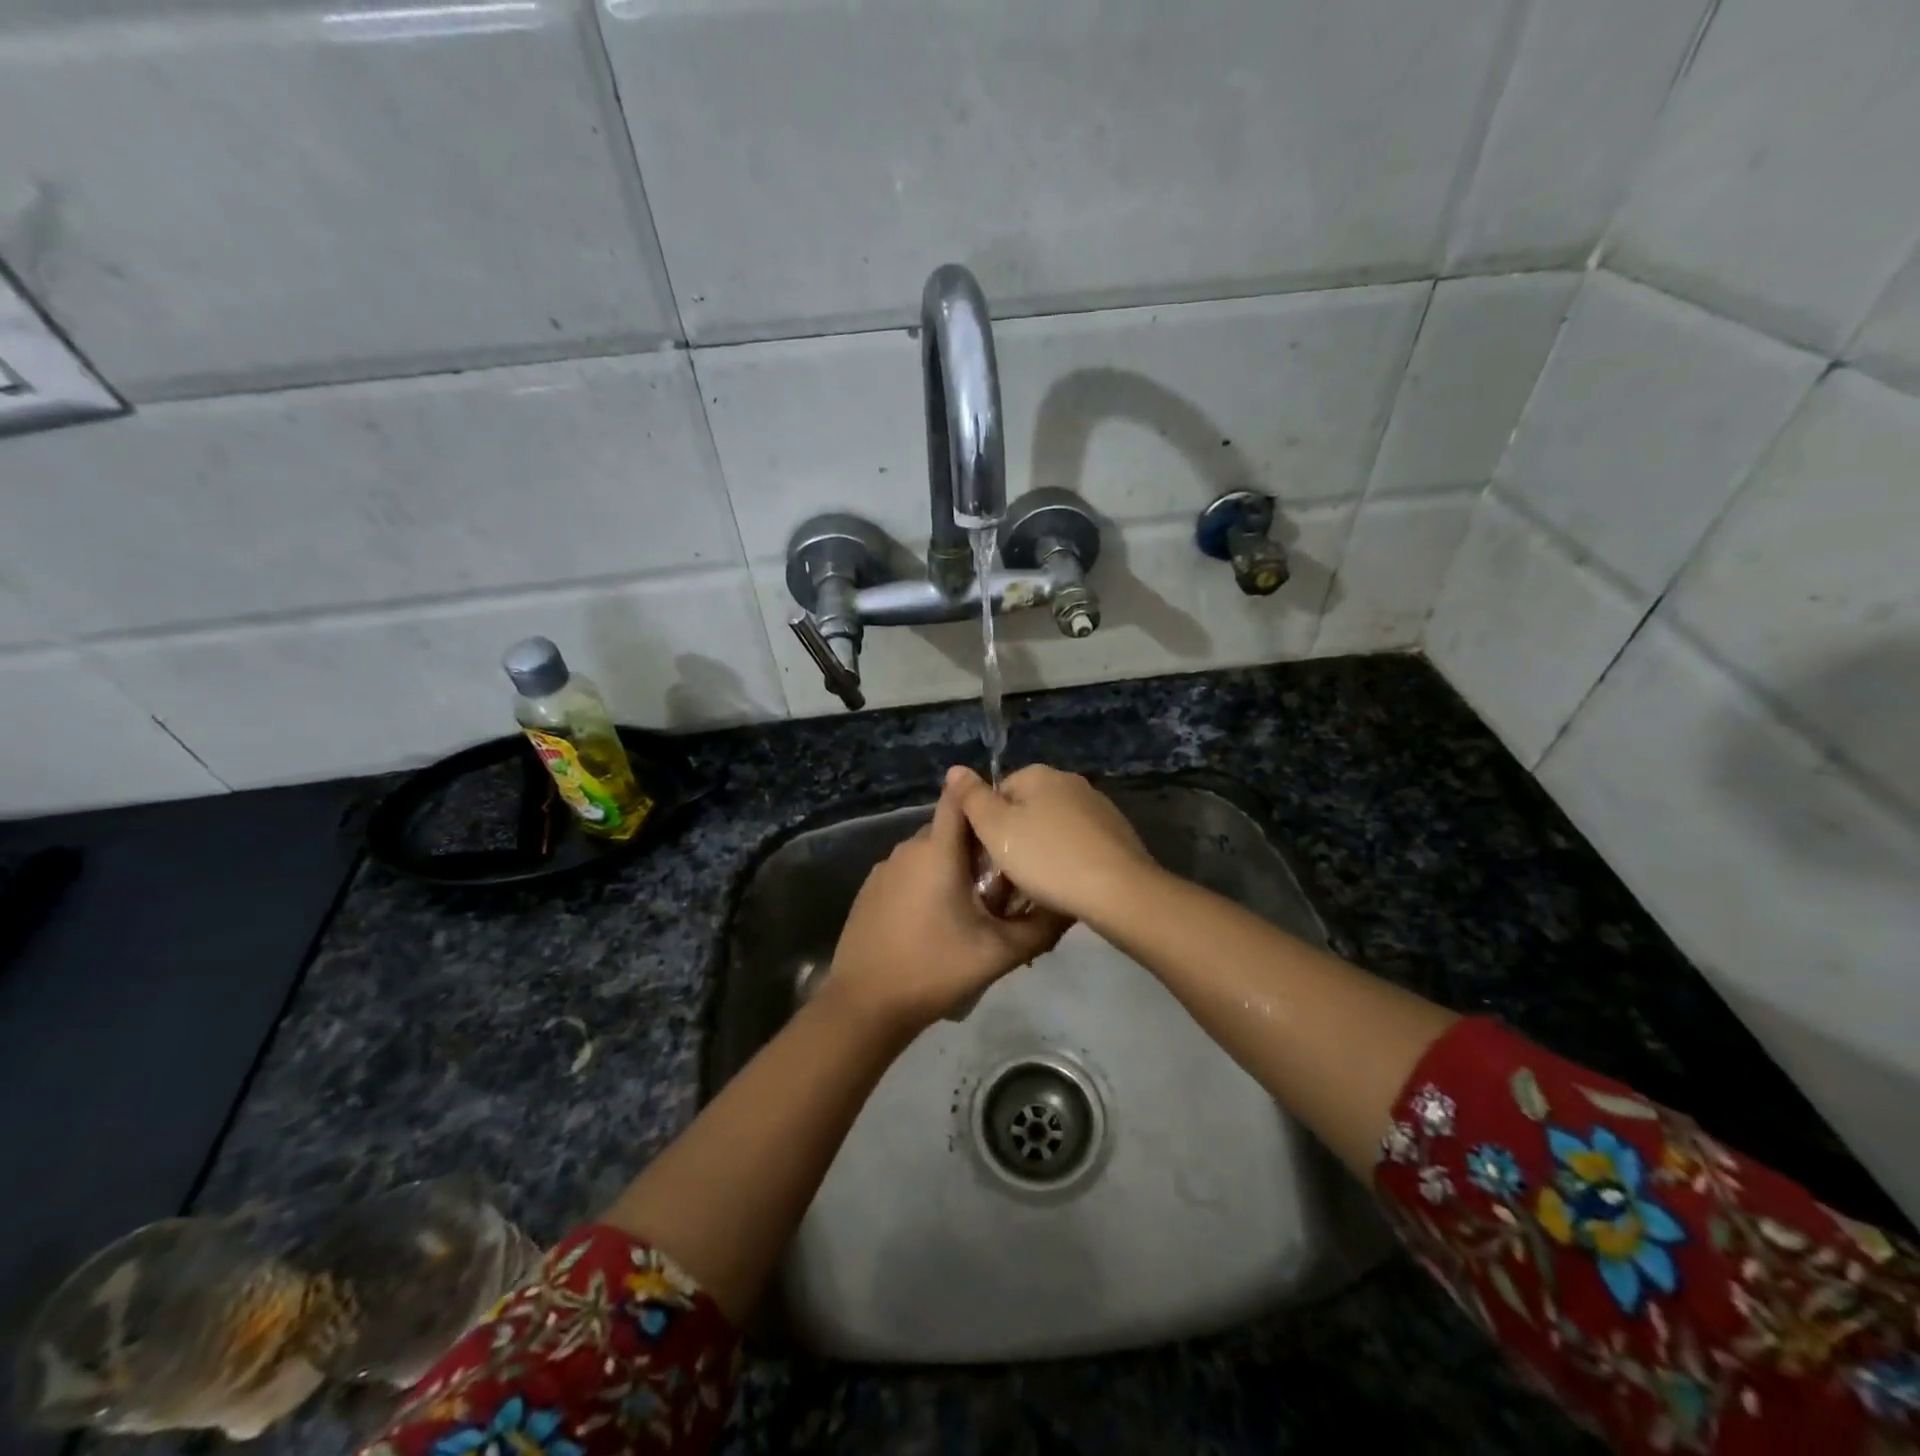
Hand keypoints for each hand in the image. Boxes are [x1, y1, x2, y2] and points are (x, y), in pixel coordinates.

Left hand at [823, 780, 1071, 1033]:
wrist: (865, 1004)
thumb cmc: (935, 970)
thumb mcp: (999, 953)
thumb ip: (1041, 926)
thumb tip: (1071, 905)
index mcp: (937, 851)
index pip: (960, 797)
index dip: (985, 798)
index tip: (1010, 817)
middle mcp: (908, 848)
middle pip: (951, 830)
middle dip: (978, 847)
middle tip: (1004, 882)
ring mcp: (884, 868)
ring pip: (930, 853)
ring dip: (953, 868)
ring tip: (975, 906)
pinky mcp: (870, 889)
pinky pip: (908, 872)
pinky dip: (928, 883)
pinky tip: (938, 921)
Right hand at [945, 764, 1156, 923]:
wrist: (1118, 890)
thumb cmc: (1046, 858)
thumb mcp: (995, 829)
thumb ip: (972, 797)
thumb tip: (956, 768)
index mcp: (1040, 775)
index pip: (999, 791)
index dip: (988, 824)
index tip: (987, 855)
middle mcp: (1071, 782)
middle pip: (1028, 808)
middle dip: (1016, 837)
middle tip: (1008, 874)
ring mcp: (1099, 807)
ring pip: (1055, 827)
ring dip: (1044, 850)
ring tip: (1038, 885)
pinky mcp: (1118, 834)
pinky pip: (1080, 844)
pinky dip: (1070, 860)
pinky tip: (1067, 885)